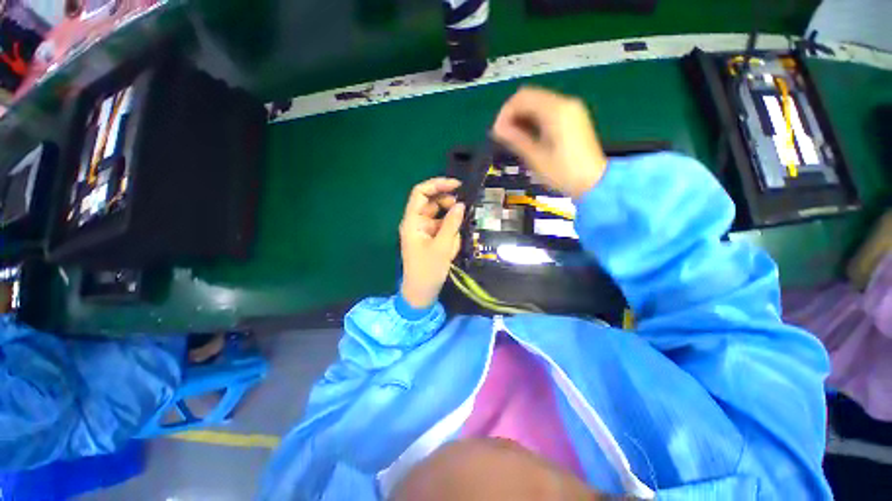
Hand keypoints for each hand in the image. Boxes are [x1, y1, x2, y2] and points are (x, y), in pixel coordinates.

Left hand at [399, 178, 465, 308]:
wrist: (421, 293)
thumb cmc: (428, 270)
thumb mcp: (442, 246)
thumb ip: (452, 223)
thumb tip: (461, 204)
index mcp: (412, 221)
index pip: (420, 193)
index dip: (437, 185)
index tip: (457, 185)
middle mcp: (416, 222)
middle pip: (432, 203)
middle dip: (448, 207)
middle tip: (462, 214)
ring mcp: (424, 231)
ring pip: (440, 217)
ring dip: (451, 226)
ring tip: (453, 243)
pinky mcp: (430, 238)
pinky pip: (442, 229)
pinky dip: (450, 235)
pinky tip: (451, 249)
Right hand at [492, 86, 606, 198]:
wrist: (593, 182)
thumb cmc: (563, 173)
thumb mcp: (535, 157)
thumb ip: (516, 139)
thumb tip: (497, 129)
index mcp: (556, 110)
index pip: (522, 98)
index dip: (505, 112)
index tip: (496, 132)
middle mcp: (565, 103)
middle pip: (530, 96)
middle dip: (512, 113)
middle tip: (503, 135)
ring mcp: (571, 109)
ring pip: (538, 102)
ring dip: (522, 116)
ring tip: (512, 138)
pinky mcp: (573, 117)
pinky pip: (547, 110)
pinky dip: (533, 119)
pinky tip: (527, 135)